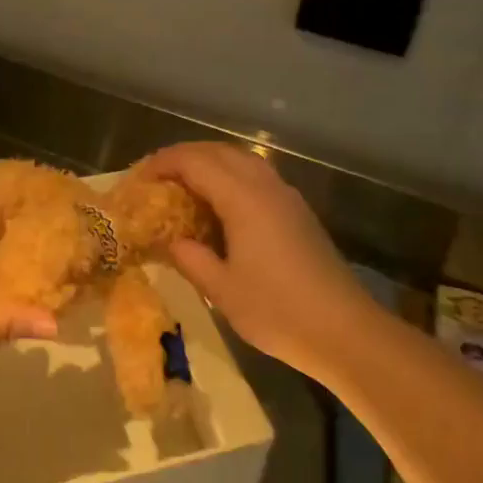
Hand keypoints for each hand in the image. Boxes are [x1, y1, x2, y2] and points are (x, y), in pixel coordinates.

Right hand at [136, 142, 371, 378]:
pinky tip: (219, 206)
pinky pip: (256, 176)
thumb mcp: (221, 290)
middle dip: (183, 157)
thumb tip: (172, 241)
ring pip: (241, 160)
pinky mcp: (297, 212)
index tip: (138, 179)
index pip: (195, 162)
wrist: (344, 331)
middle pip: (218, 151)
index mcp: (243, 198)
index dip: (162, 163)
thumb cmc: (278, 311)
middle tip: (156, 178)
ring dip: (208, 163)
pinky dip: (229, 177)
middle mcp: (265, 186)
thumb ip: (191, 258)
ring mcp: (285, 197)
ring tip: (183, 187)